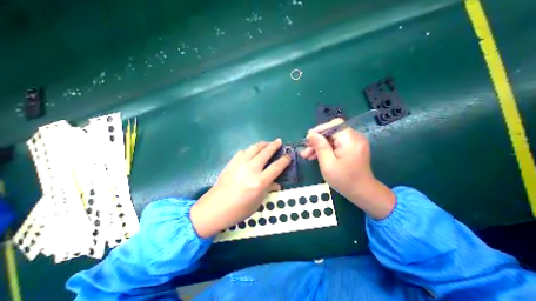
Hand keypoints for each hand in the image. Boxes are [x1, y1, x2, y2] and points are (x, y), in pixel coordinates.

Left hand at [190, 139, 290, 237]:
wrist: (215, 208)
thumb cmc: (238, 210)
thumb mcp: (257, 202)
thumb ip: (268, 189)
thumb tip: (277, 184)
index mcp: (260, 181)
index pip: (276, 167)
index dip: (285, 160)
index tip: (288, 156)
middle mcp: (251, 169)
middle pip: (266, 152)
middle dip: (274, 145)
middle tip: (279, 141)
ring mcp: (240, 164)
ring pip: (254, 148)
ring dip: (262, 144)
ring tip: (267, 143)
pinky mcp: (231, 163)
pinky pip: (243, 151)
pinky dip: (249, 150)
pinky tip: (251, 152)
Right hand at [300, 118, 394, 219]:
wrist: (362, 192)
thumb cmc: (344, 180)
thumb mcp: (328, 164)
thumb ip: (320, 147)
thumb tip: (311, 134)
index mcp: (350, 140)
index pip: (334, 125)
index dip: (319, 129)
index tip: (308, 138)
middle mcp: (355, 138)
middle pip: (332, 132)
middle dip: (317, 140)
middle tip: (305, 151)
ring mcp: (354, 143)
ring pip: (333, 138)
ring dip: (320, 145)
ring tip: (308, 155)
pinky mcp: (352, 148)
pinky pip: (337, 143)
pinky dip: (327, 148)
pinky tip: (317, 156)